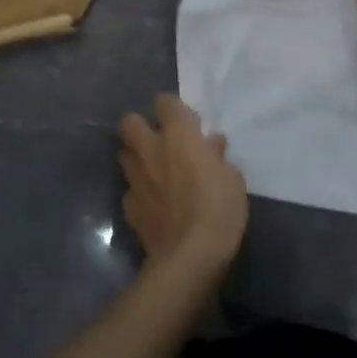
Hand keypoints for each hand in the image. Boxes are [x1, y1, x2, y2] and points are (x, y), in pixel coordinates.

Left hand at [117, 94, 247, 269]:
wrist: (189, 255)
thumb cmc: (219, 209)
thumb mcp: (232, 178)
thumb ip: (217, 156)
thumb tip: (211, 144)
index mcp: (178, 136)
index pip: (165, 102)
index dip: (173, 110)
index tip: (187, 124)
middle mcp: (150, 150)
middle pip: (129, 122)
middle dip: (140, 127)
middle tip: (160, 142)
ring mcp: (135, 178)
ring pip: (124, 154)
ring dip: (137, 158)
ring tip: (155, 172)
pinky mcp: (128, 206)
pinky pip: (130, 189)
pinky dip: (140, 192)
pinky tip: (154, 204)